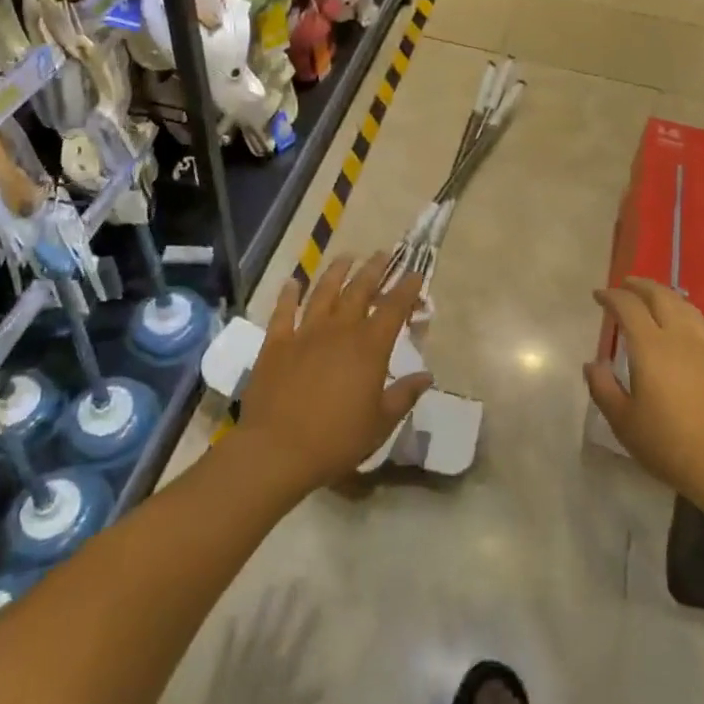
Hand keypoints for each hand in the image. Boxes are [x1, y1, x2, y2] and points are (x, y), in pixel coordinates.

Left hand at [233, 254, 431, 495]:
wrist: (277, 450)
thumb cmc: (336, 440)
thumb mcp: (380, 423)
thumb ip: (404, 395)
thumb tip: (427, 376)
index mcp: (369, 347)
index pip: (394, 308)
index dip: (406, 288)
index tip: (415, 274)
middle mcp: (339, 330)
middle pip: (359, 290)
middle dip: (374, 269)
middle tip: (382, 254)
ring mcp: (305, 333)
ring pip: (324, 292)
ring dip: (336, 272)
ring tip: (346, 257)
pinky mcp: (276, 343)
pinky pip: (283, 311)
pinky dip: (288, 294)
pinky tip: (292, 282)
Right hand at [586, 279, 703, 516]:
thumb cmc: (669, 445)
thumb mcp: (624, 422)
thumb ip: (603, 388)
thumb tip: (593, 364)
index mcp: (650, 347)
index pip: (628, 306)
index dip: (611, 296)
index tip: (598, 296)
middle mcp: (679, 337)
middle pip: (660, 296)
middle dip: (640, 285)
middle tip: (625, 284)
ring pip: (686, 307)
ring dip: (667, 295)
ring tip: (655, 297)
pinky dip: (692, 319)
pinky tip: (691, 328)